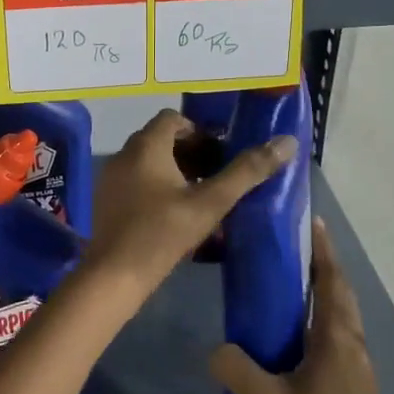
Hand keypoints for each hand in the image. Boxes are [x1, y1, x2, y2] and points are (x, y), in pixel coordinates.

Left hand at [81, 109, 295, 308]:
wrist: (115, 275)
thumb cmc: (164, 233)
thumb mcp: (211, 202)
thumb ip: (247, 171)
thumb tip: (286, 142)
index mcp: (146, 145)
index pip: (173, 119)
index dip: (200, 132)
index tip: (221, 154)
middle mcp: (124, 154)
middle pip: (161, 139)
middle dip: (191, 152)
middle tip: (216, 175)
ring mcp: (111, 177)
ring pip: (148, 161)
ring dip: (175, 170)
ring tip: (201, 195)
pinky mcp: (107, 199)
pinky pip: (136, 180)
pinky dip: (157, 186)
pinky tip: (175, 213)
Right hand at [211, 217, 393, 393]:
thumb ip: (236, 371)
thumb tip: (217, 350)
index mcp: (336, 339)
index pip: (331, 282)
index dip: (323, 251)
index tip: (313, 223)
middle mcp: (352, 346)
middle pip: (341, 295)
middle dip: (323, 267)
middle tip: (295, 250)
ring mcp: (358, 369)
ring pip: (342, 318)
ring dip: (324, 294)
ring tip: (293, 287)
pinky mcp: (356, 388)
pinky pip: (339, 338)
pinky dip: (323, 320)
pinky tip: (298, 338)